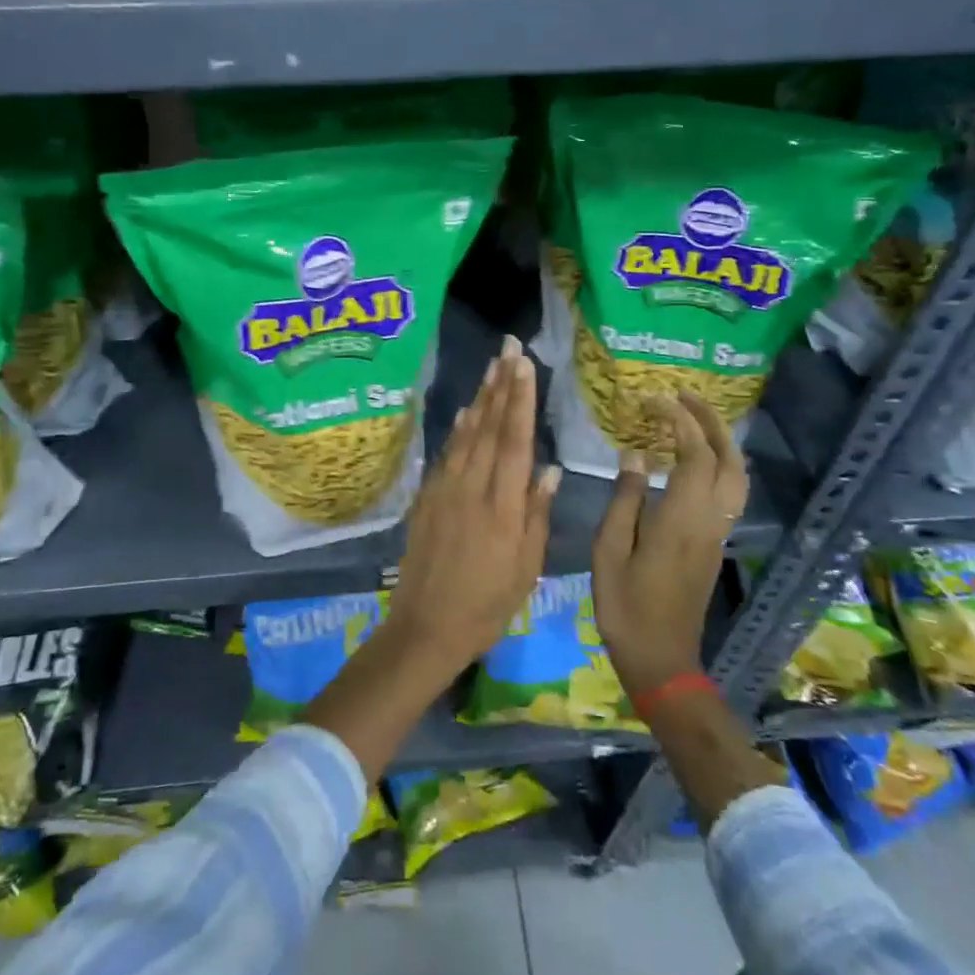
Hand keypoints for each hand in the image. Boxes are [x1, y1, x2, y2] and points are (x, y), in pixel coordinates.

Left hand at [386, 335, 557, 679]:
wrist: (426, 626)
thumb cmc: (487, 605)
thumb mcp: (525, 568)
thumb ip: (536, 514)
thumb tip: (548, 469)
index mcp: (502, 506)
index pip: (515, 441)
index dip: (520, 399)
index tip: (524, 365)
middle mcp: (472, 487)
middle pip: (489, 427)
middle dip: (501, 384)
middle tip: (507, 348)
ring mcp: (445, 489)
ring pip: (466, 434)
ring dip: (480, 398)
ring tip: (491, 367)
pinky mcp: (427, 497)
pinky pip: (446, 453)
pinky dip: (458, 429)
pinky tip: (465, 411)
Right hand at [592, 393, 746, 698]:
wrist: (661, 659)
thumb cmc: (626, 605)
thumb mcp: (610, 550)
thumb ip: (625, 498)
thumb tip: (635, 454)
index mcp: (682, 518)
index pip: (695, 454)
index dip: (679, 420)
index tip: (654, 400)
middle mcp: (710, 520)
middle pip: (729, 459)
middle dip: (711, 421)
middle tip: (683, 396)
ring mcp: (717, 533)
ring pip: (737, 476)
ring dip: (721, 441)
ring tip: (691, 418)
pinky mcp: (715, 544)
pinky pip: (728, 491)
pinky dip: (718, 462)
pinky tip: (692, 457)